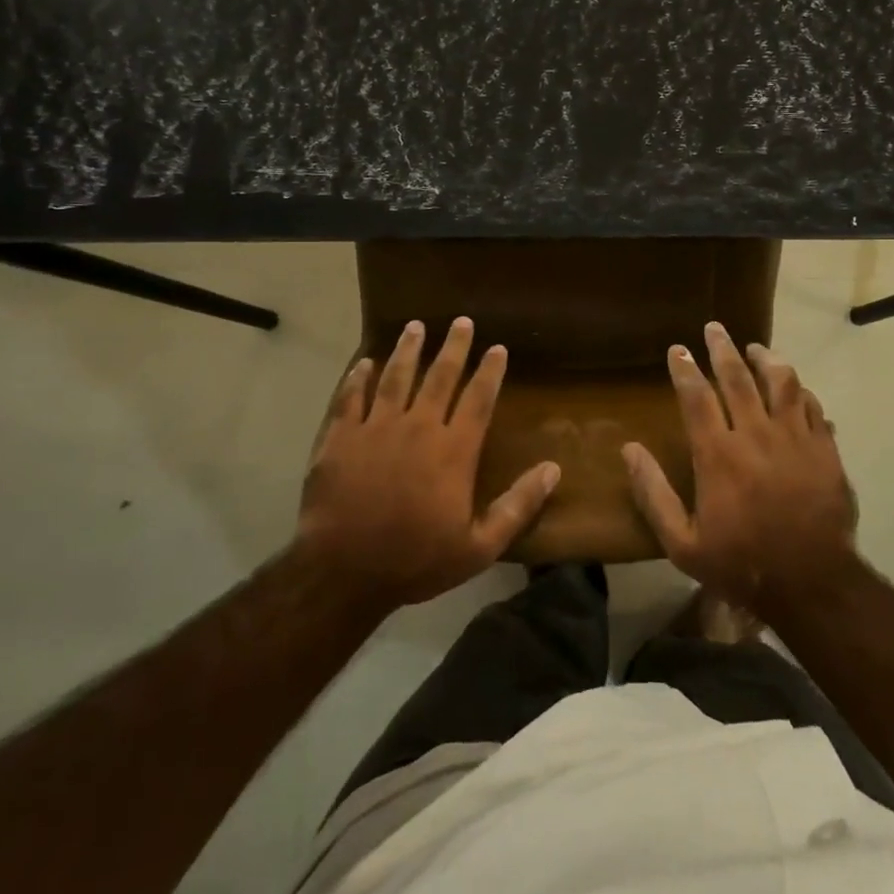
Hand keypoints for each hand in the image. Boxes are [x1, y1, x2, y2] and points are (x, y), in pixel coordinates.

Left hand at [295, 318, 559, 613]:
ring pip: (395, 377)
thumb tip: (553, 469)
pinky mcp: (340, 437)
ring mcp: (376, 428)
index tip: (497, 347)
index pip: (478, 399)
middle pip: (439, 377)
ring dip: (407, 350)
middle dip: (454, 347)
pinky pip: (350, 398)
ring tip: (415, 326)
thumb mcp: (479, 547)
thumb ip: (518, 505)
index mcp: (454, 450)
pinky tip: (363, 362)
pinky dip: (357, 378)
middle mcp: (418, 427)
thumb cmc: (415, 561)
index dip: (490, 371)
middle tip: (462, 321)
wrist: (342, 572)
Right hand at [624, 322, 858, 617]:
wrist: (813, 585)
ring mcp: (795, 438)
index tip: (678, 348)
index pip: (696, 396)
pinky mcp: (824, 449)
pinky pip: (811, 405)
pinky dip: (799, 390)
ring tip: (755, 348)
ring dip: (766, 359)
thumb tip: (629, 450)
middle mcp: (756, 434)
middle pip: (737, 377)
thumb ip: (653, 494)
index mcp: (718, 454)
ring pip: (781, 381)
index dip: (684, 368)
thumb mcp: (682, 543)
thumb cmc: (741, 564)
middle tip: (714, 328)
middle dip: (722, 348)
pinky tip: (793, 387)